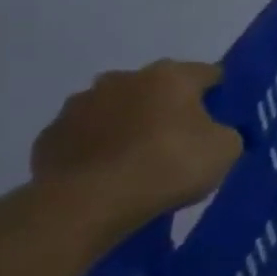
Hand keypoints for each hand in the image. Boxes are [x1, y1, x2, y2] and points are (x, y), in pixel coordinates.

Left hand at [31, 61, 242, 223]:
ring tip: (140, 160)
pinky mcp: (50, 136)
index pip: (209, 74)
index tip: (226, 119)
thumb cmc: (169, 165)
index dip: (221, 95)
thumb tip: (215, 132)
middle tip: (183, 140)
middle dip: (170, 108)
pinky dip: (99, 148)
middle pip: (158, 89)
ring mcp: (79, 105)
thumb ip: (226, 132)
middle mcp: (123, 79)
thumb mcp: (226, 149)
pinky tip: (108, 174)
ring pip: (117, 109)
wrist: (89, 202)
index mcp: (170, 76)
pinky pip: (86, 136)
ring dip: (130, 125)